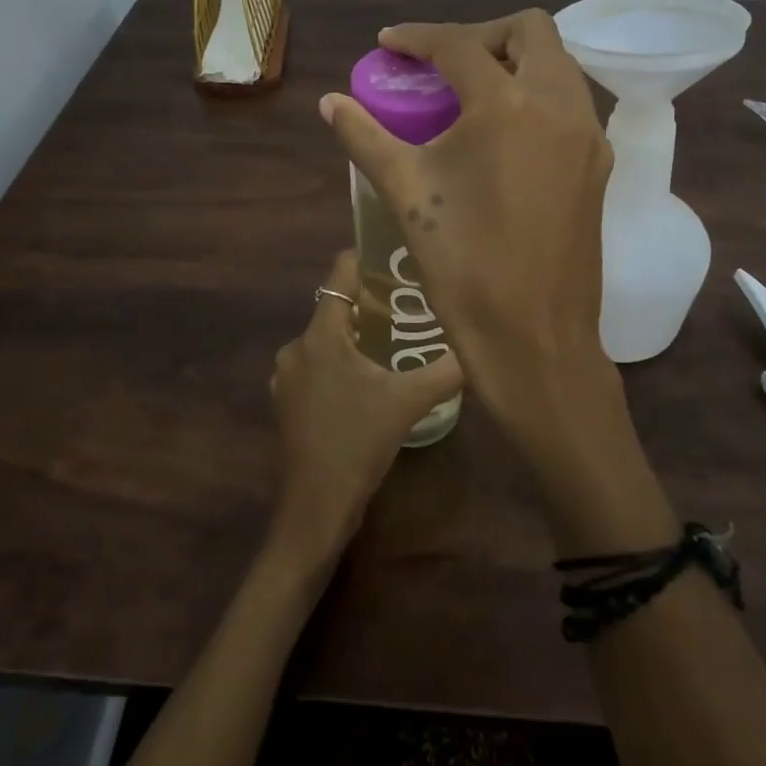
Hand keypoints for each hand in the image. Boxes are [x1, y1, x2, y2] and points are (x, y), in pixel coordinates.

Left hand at [266, 250, 464, 567]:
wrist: (316, 506)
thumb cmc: (357, 442)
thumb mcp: (407, 402)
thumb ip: (444, 371)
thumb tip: (477, 349)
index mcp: (319, 336)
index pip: (339, 276)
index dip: (365, 261)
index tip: (396, 258)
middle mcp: (296, 348)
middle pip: (334, 308)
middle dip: (369, 303)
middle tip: (409, 304)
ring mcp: (289, 378)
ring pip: (327, 340)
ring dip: (356, 336)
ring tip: (395, 340)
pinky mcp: (290, 402)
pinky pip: (319, 365)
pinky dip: (342, 362)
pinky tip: (370, 379)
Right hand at [319, 11, 619, 454]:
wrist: (534, 336)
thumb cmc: (463, 264)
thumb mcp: (406, 192)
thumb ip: (365, 137)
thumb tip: (331, 102)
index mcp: (507, 106)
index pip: (459, 46)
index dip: (418, 37)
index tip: (389, 44)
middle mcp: (559, 105)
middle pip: (528, 32)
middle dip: (480, 35)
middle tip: (440, 65)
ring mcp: (587, 135)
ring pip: (557, 64)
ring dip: (513, 61)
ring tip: (469, 94)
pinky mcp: (598, 164)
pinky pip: (570, 103)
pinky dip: (536, 95)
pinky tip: (502, 132)